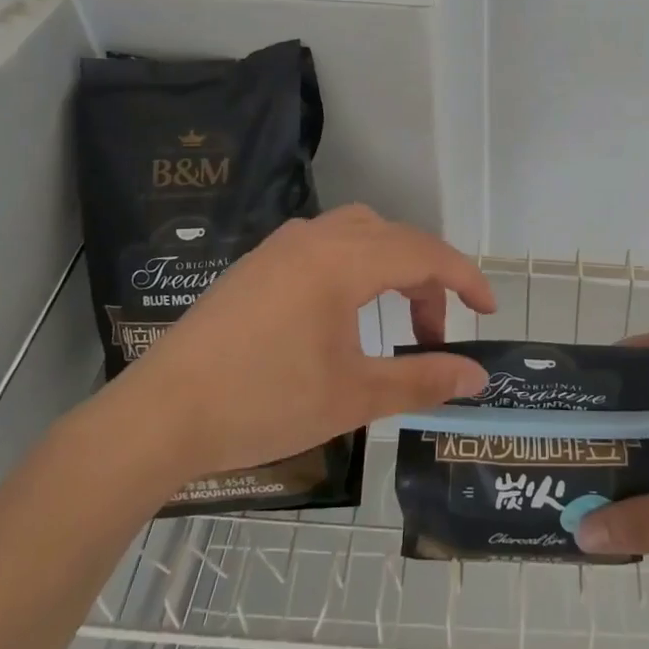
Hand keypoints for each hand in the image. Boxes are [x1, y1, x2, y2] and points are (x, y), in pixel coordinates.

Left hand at [100, 205, 495, 483]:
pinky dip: (356, 266)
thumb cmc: (263, 403)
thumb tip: (477, 376)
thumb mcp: (353, 397)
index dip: (465, 279)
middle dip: (428, 279)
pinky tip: (343, 314)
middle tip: (434, 335)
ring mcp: (281, 246)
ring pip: (359, 233)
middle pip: (395, 238)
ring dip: (391, 267)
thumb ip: (421, 380)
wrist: (159, 415)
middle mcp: (315, 238)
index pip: (425, 254)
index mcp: (343, 261)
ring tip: (395, 320)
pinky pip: (326, 244)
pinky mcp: (258, 264)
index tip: (489, 312)